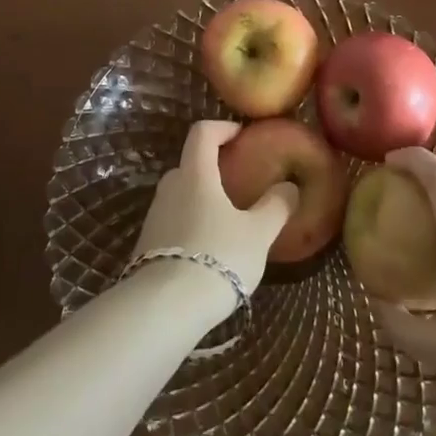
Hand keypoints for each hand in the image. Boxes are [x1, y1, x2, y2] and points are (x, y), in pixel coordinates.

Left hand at [131, 121, 297, 322]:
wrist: (165, 308)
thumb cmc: (218, 257)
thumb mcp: (258, 234)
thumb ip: (275, 207)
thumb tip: (289, 187)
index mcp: (196, 174)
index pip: (202, 132)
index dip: (222, 128)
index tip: (241, 135)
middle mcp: (170, 187)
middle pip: (190, 164)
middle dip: (213, 167)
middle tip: (239, 182)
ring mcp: (154, 216)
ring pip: (181, 195)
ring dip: (202, 198)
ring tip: (228, 221)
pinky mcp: (147, 244)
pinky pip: (173, 221)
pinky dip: (191, 223)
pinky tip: (209, 249)